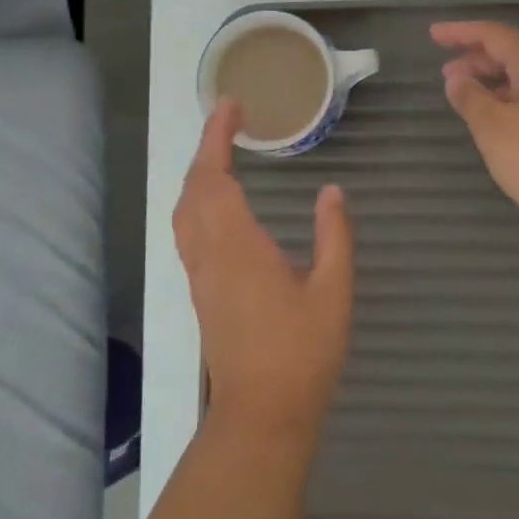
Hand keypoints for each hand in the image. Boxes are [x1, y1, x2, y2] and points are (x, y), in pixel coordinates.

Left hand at [173, 99, 354, 447]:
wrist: (263, 413)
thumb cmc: (302, 352)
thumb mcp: (333, 291)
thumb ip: (334, 236)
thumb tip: (331, 191)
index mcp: (237, 246)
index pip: (214, 177)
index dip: (217, 137)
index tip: (231, 105)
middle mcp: (208, 254)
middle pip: (192, 189)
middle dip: (205, 150)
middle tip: (230, 122)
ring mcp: (200, 275)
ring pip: (184, 212)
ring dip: (198, 175)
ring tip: (223, 154)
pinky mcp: (201, 292)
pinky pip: (189, 231)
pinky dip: (198, 201)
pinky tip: (219, 204)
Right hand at [432, 21, 518, 241]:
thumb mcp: (495, 128)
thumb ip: (471, 99)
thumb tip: (457, 77)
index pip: (494, 35)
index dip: (461, 32)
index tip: (434, 34)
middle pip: (515, 55)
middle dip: (477, 61)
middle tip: (448, 77)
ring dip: (497, 85)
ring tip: (472, 102)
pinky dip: (516, 103)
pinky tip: (507, 127)